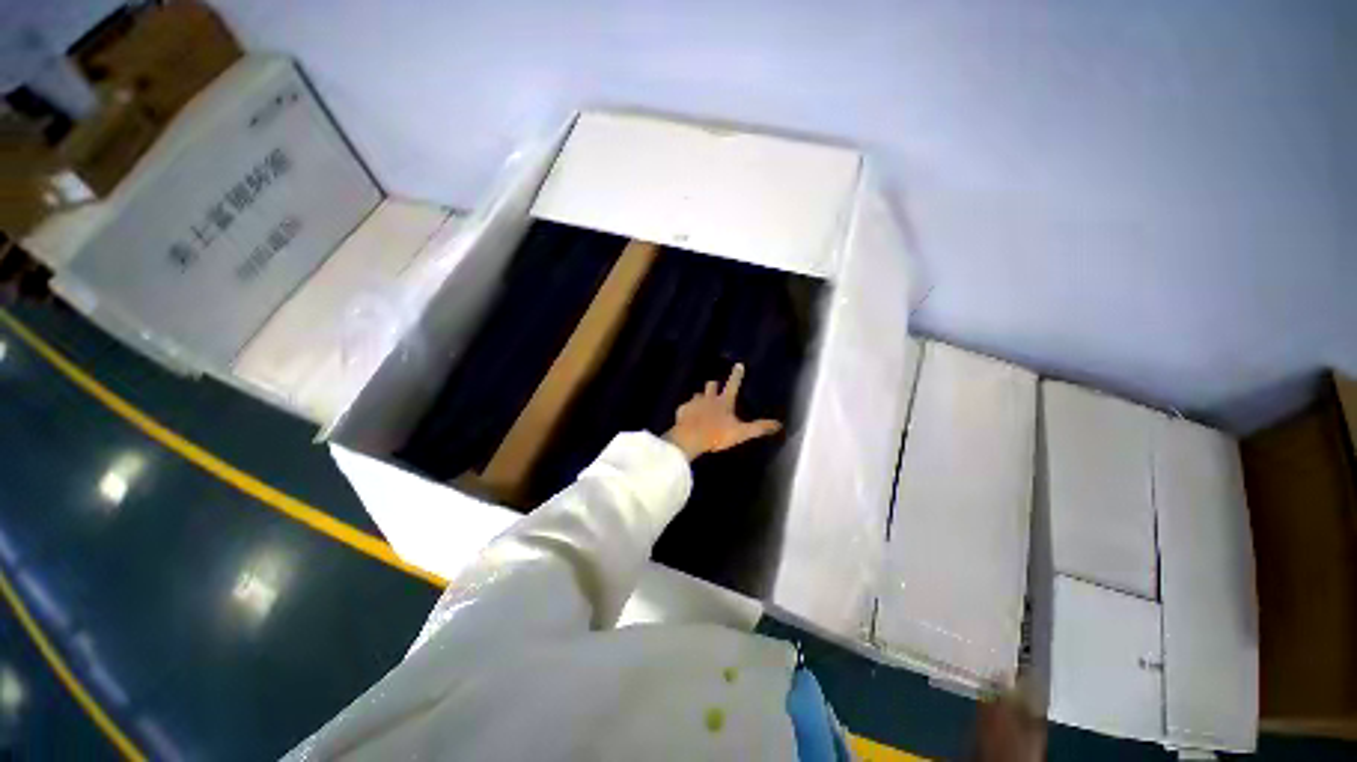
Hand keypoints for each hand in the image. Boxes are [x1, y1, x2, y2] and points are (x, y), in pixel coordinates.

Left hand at [664, 363, 782, 460]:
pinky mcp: (682, 411)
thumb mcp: (741, 433)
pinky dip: (687, 410)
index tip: (738, 364)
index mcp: (724, 402)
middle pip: (711, 385)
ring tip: (701, 402)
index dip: (736, 375)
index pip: (733, 385)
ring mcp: (693, 404)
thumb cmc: (717, 434)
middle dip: (713, 385)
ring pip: (697, 395)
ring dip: (700, 398)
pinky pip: (685, 408)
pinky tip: (687, 416)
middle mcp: (708, 399)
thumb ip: (758, 428)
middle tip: (715, 386)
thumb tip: (778, 425)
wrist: (690, 438)